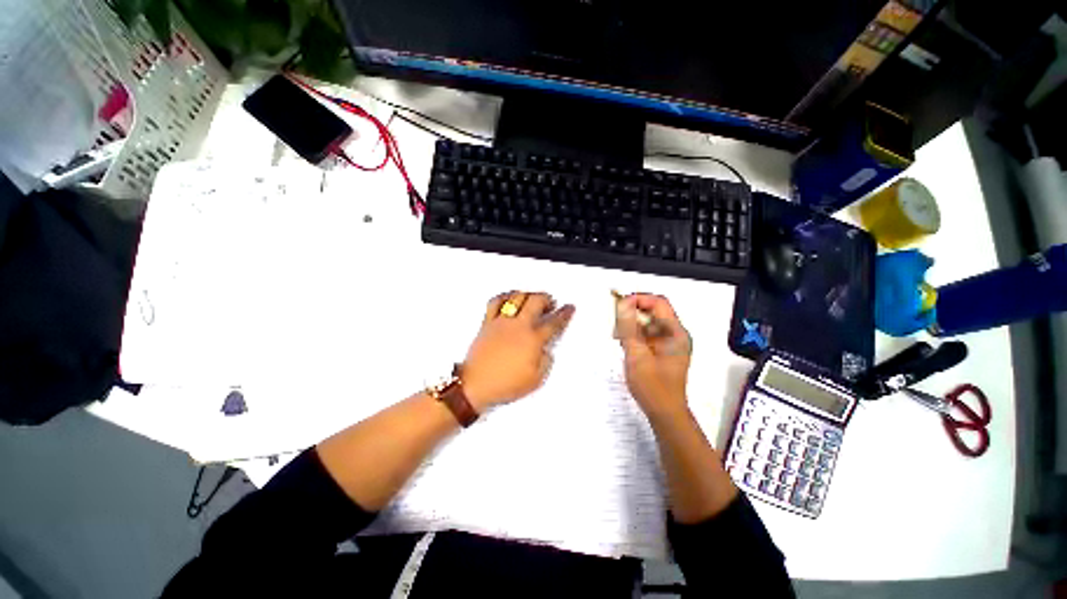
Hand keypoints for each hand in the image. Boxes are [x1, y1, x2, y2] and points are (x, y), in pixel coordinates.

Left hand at [461, 291, 574, 410]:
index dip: (564, 314)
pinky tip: (509, 298)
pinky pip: (495, 302)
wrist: (475, 385)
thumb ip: (546, 361)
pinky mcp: (487, 322)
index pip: (554, 323)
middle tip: (550, 303)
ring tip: (532, 298)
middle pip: (536, 301)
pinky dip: (505, 296)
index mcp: (533, 340)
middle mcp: (518, 326)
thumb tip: (546, 350)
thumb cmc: (505, 384)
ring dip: (528, 294)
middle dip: (546, 298)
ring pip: (517, 297)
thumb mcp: (536, 380)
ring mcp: (502, 322)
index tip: (569, 308)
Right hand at [615, 294, 691, 418]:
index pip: (658, 302)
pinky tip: (625, 346)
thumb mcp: (637, 354)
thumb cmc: (653, 387)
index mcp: (675, 333)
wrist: (664, 413)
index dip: (638, 299)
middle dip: (632, 314)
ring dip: (631, 326)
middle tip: (616, 325)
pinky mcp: (661, 350)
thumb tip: (623, 303)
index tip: (619, 304)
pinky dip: (634, 336)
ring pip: (647, 323)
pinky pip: (646, 334)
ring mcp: (669, 343)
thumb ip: (629, 327)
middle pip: (652, 311)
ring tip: (619, 338)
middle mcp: (675, 334)